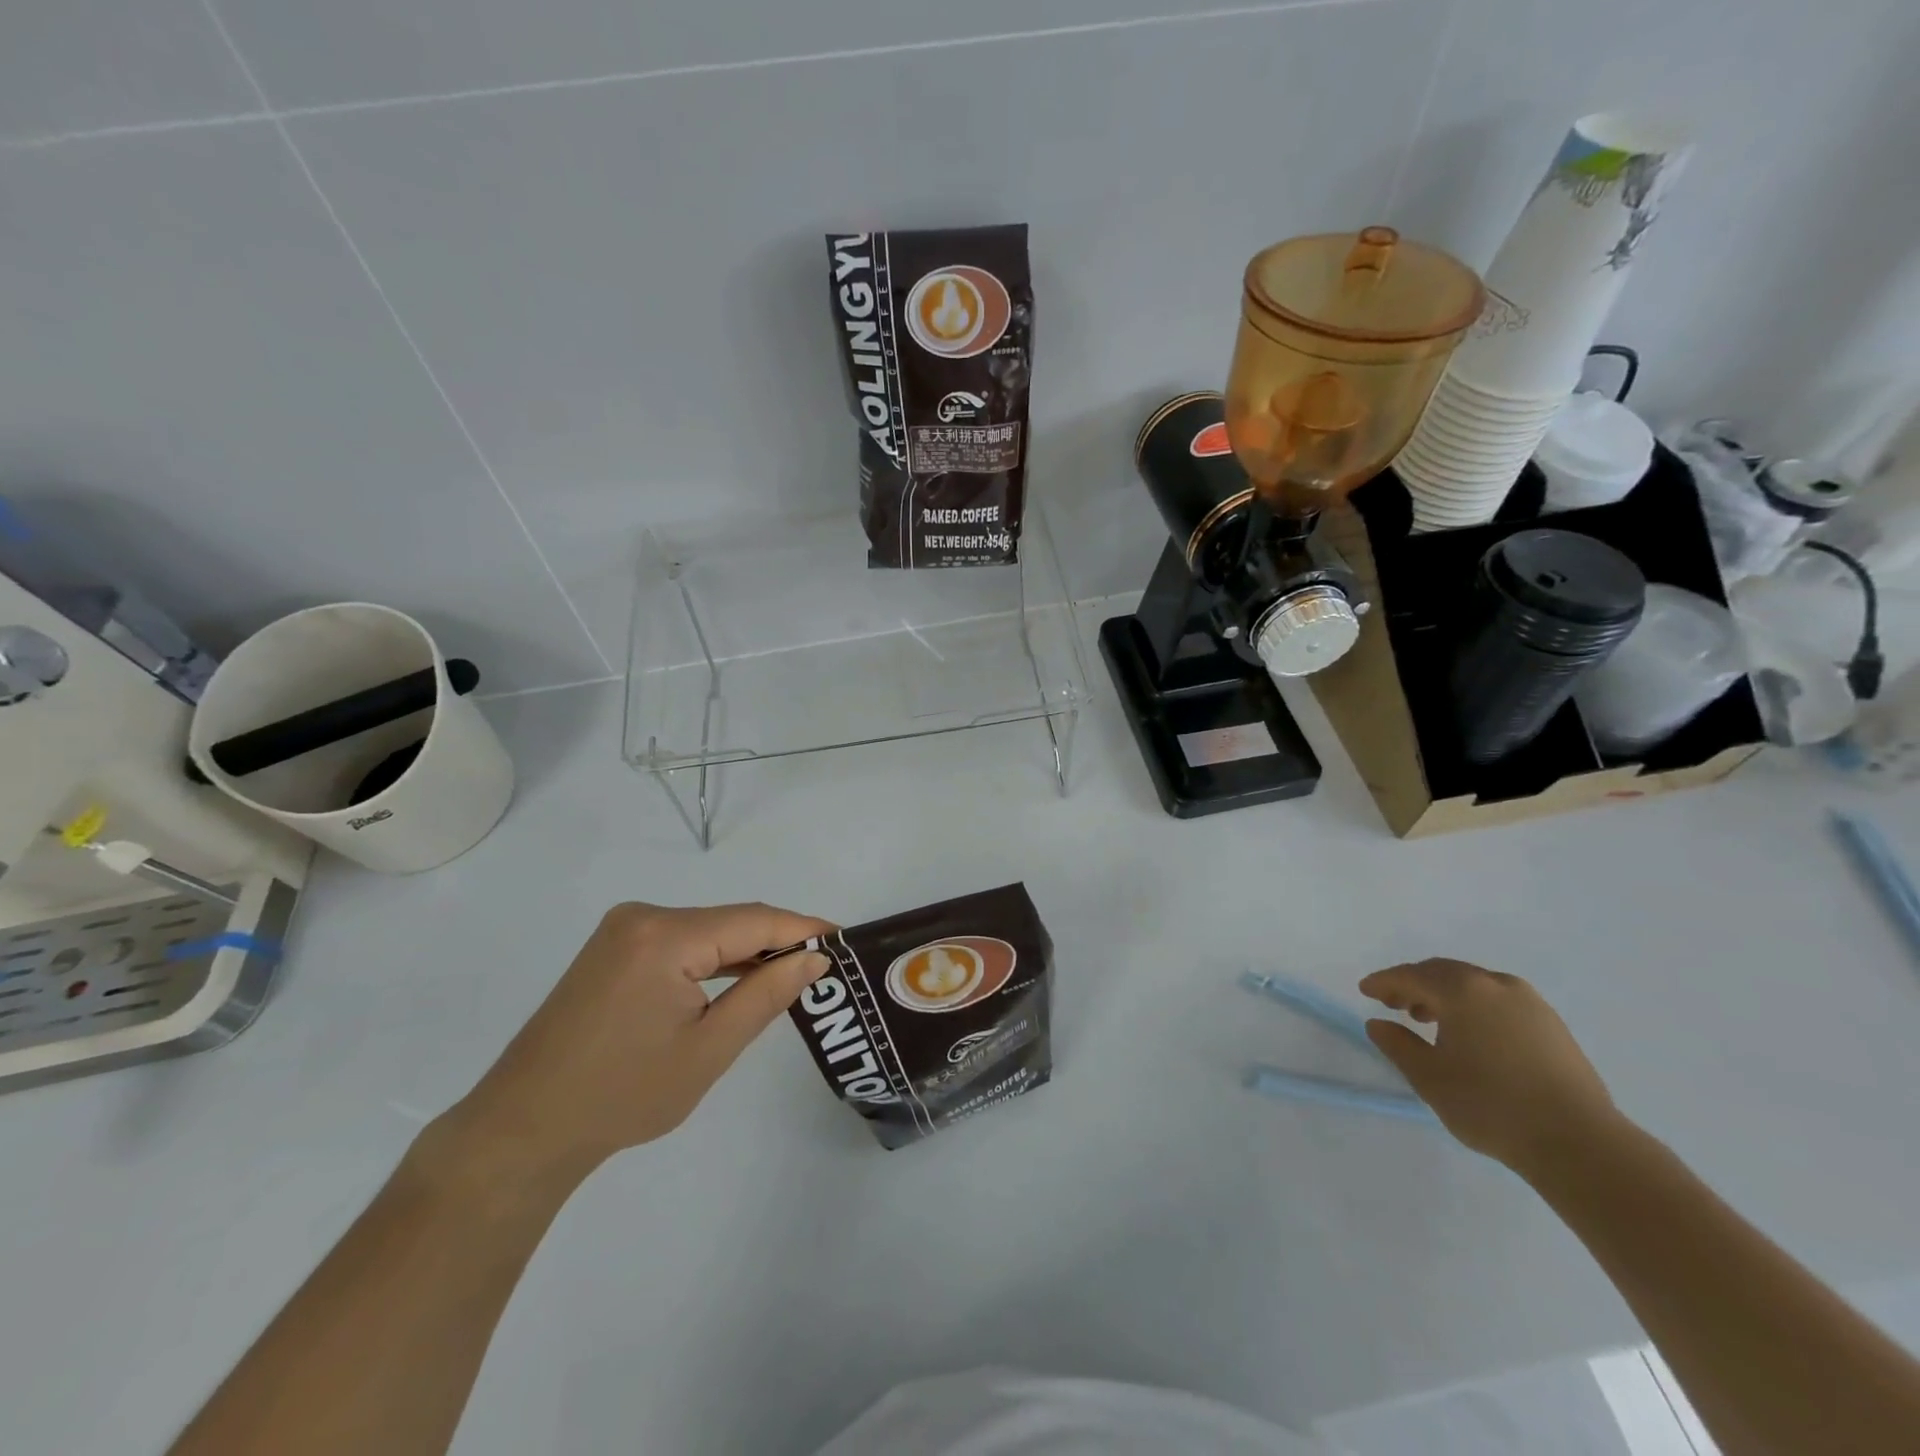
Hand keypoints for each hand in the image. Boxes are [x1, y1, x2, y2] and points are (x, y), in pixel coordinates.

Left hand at [428, 902, 832, 1189]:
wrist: (522, 1131)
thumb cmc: (622, 1096)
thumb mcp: (708, 1050)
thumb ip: (766, 996)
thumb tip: (814, 959)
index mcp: (664, 936)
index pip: (754, 920)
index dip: (803, 929)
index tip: (846, 940)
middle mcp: (642, 917)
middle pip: (730, 921)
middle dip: (778, 942)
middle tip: (825, 967)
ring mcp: (623, 931)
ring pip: (707, 931)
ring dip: (747, 951)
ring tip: (793, 974)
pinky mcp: (613, 950)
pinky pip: (681, 942)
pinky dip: (714, 959)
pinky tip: (739, 979)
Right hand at [1360, 959, 1621, 1174]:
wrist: (1580, 1144)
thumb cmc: (1491, 1105)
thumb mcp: (1429, 1077)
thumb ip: (1398, 1044)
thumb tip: (1378, 1024)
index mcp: (1462, 990)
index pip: (1411, 976)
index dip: (1384, 982)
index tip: (1365, 991)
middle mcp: (1495, 984)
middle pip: (1443, 973)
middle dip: (1414, 984)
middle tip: (1393, 1004)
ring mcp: (1530, 1003)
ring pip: (1474, 985)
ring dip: (1445, 995)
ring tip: (1429, 1021)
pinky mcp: (1552, 1025)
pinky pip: (1499, 1001)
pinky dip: (1474, 1006)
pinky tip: (1471, 1035)